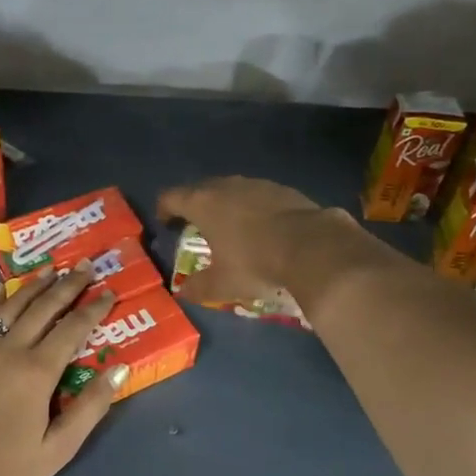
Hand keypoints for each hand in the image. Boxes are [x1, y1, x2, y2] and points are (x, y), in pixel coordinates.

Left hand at [0, 268, 123, 475]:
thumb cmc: (8, 469)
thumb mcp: (59, 448)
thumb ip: (90, 407)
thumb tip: (119, 369)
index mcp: (37, 371)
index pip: (73, 328)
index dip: (94, 308)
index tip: (109, 292)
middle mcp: (11, 350)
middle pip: (44, 307)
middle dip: (68, 285)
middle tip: (85, 265)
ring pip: (13, 305)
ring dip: (35, 285)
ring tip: (52, 269)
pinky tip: (4, 287)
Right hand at [156, 176, 351, 307]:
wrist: (311, 247)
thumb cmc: (255, 263)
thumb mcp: (222, 284)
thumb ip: (198, 287)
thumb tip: (183, 291)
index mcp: (203, 204)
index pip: (171, 197)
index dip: (164, 209)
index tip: (166, 224)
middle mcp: (226, 186)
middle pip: (200, 189)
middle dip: (193, 205)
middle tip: (194, 226)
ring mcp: (256, 184)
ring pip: (230, 189)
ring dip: (224, 204)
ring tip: (228, 226)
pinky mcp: (282, 189)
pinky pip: (257, 195)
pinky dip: (251, 207)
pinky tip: (261, 227)